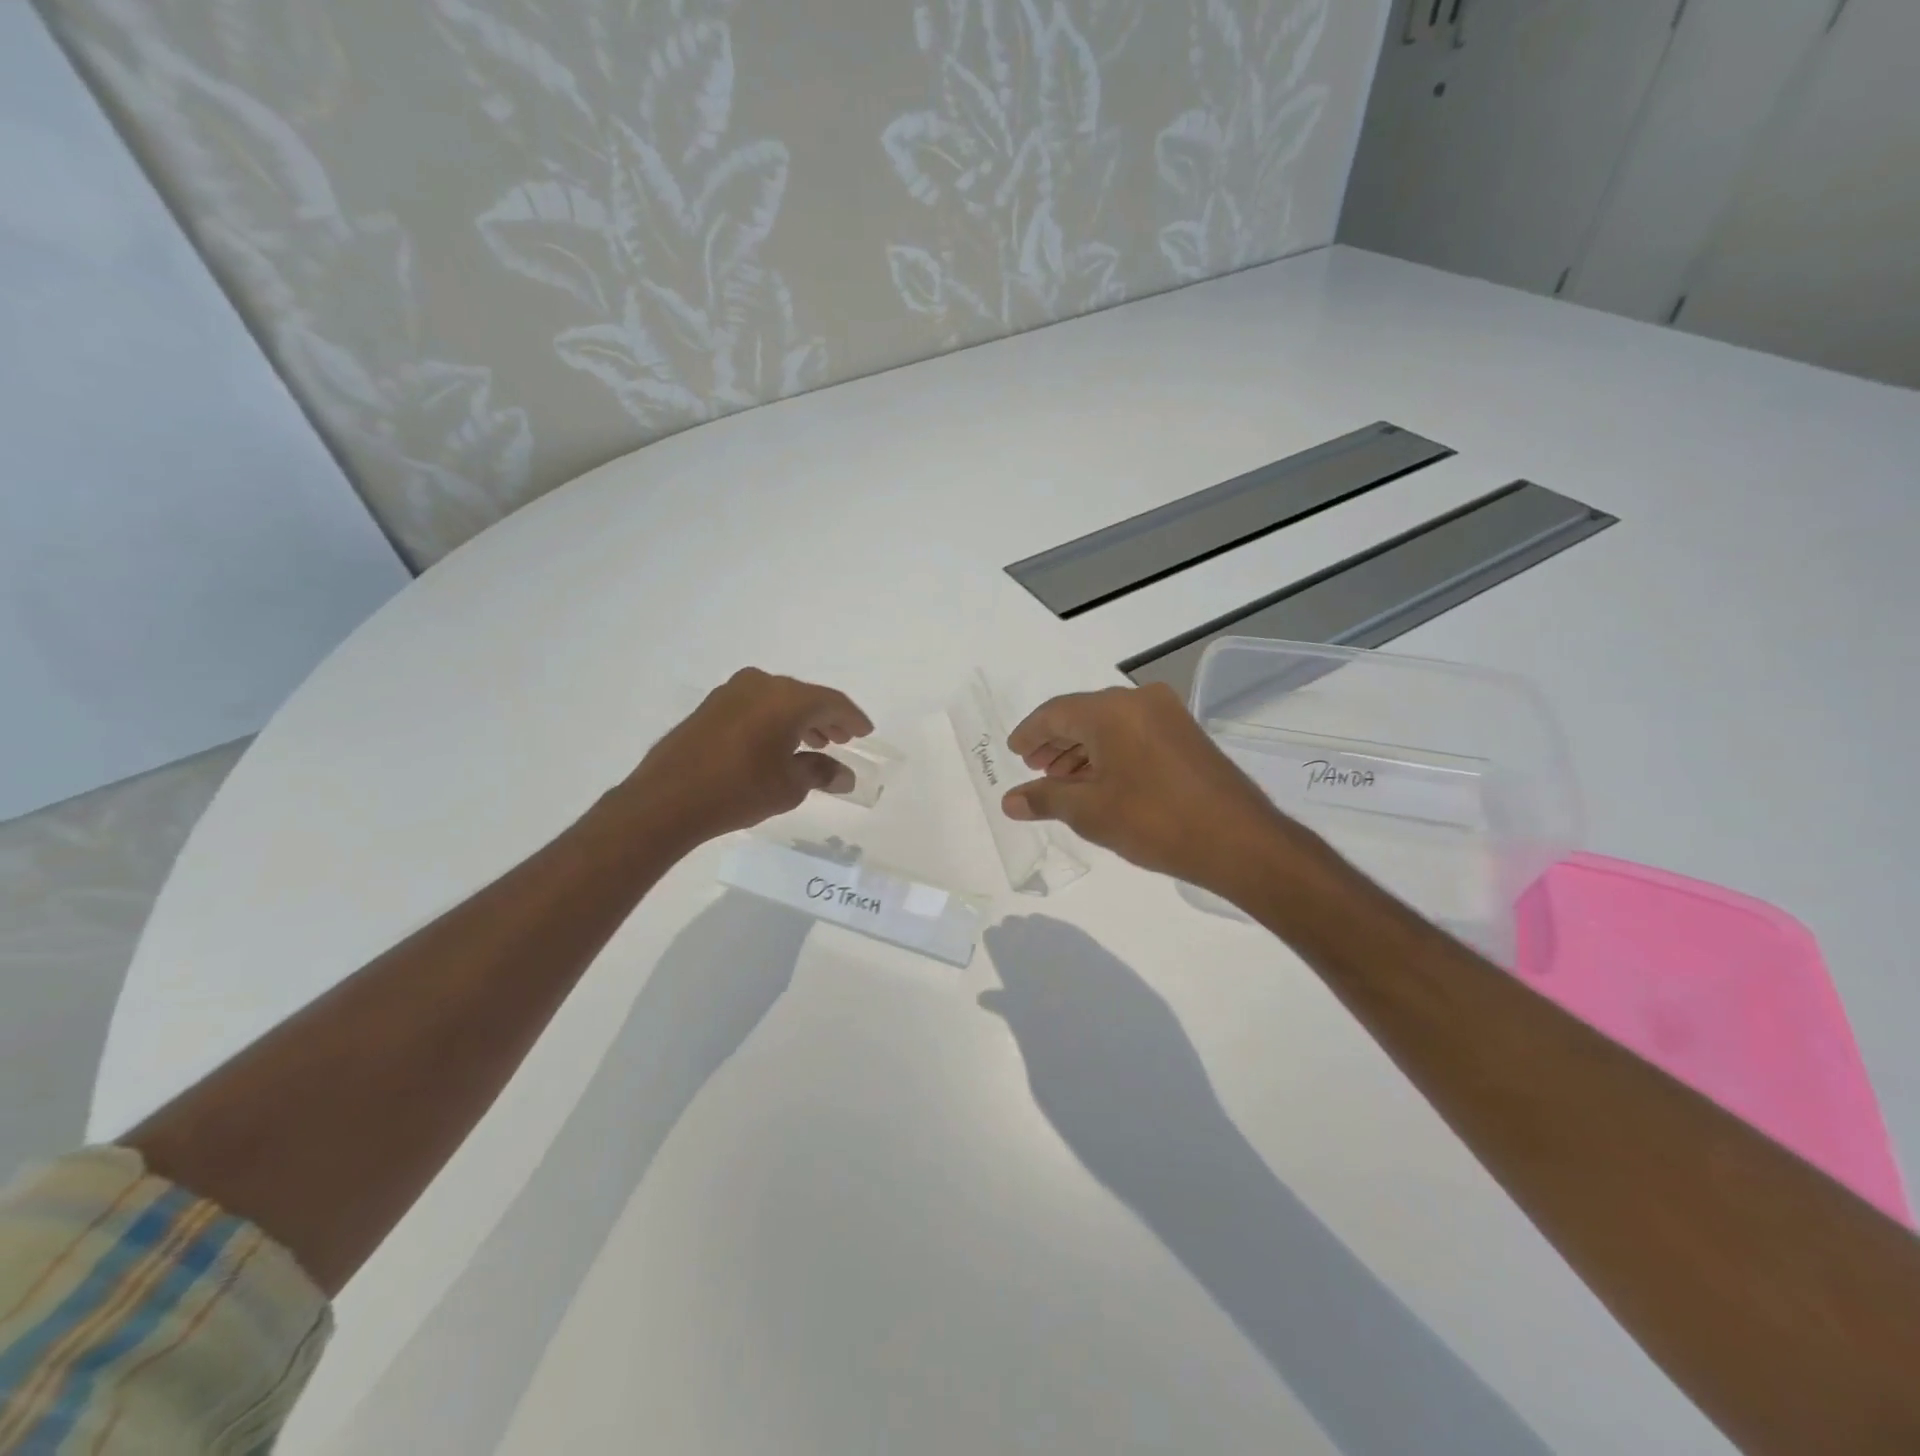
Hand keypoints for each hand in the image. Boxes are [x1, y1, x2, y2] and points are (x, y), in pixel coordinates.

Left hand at [625, 667, 872, 844]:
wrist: (667, 799)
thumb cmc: (739, 790)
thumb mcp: (789, 786)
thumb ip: (821, 773)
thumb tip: (845, 775)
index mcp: (788, 699)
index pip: (832, 703)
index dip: (853, 719)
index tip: (866, 733)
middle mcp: (762, 685)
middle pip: (805, 697)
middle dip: (826, 719)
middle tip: (841, 739)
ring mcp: (732, 692)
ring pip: (778, 700)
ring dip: (800, 719)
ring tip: (812, 745)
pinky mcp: (710, 706)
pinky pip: (755, 705)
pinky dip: (773, 720)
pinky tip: (776, 743)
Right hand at [1000, 681, 1311, 897]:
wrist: (1240, 841)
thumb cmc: (1156, 821)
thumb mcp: (1091, 813)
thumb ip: (1046, 799)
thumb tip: (1010, 800)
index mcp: (1111, 710)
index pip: (1055, 713)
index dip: (1029, 734)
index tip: (1014, 753)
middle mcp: (1139, 700)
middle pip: (1083, 714)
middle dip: (1055, 742)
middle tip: (1035, 768)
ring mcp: (1167, 714)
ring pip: (1110, 724)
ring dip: (1082, 749)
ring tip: (1062, 779)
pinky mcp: (1186, 734)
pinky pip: (1133, 732)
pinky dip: (1109, 752)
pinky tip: (1099, 779)